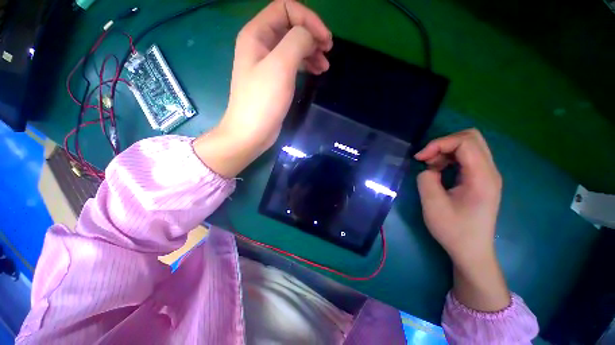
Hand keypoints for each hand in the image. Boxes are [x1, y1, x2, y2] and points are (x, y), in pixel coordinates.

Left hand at [194, 0, 332, 177]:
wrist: (251, 132)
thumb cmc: (263, 101)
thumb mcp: (280, 66)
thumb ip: (297, 41)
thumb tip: (310, 37)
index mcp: (257, 34)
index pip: (285, 8)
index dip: (308, 18)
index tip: (325, 39)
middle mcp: (260, 44)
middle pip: (291, 26)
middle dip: (311, 35)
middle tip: (328, 50)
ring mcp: (267, 63)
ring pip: (293, 46)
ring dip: (311, 51)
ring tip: (325, 66)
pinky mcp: (274, 79)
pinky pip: (292, 63)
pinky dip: (306, 64)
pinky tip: (316, 71)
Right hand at [415, 129, 509, 311]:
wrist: (472, 251)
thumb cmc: (454, 230)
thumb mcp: (433, 205)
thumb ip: (427, 179)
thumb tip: (429, 169)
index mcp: (482, 177)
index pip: (465, 142)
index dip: (439, 144)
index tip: (420, 158)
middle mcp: (490, 171)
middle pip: (472, 138)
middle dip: (444, 143)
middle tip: (426, 158)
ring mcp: (488, 175)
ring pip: (469, 145)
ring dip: (446, 150)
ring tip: (431, 166)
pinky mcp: (481, 179)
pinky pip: (467, 157)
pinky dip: (449, 158)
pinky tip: (439, 171)